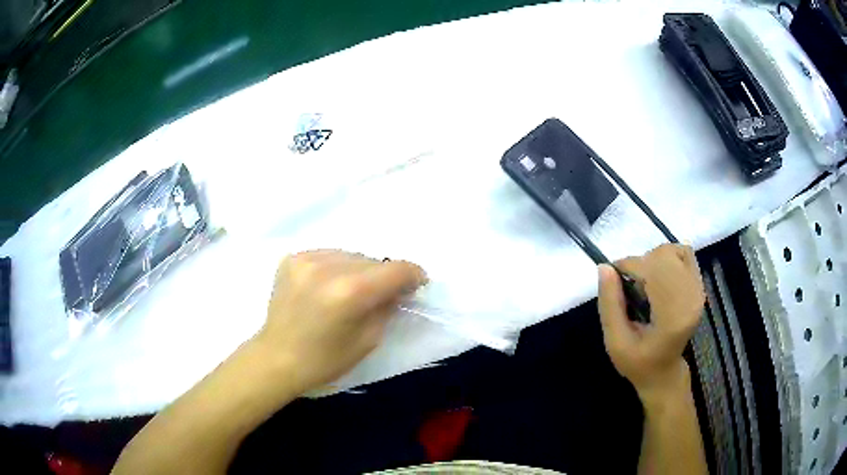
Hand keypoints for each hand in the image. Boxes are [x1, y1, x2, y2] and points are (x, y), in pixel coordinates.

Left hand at [253, 250, 426, 394]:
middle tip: (382, 294)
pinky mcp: (292, 258)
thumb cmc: (325, 360)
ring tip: (351, 290)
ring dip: (359, 270)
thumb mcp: (369, 339)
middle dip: (384, 276)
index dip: (413, 274)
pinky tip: (328, 286)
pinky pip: (328, 255)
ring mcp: (307, 259)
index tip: (416, 284)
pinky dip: (335, 268)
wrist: (277, 358)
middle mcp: (328, 267)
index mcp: (350, 292)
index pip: (396, 269)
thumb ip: (387, 307)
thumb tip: (397, 288)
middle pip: (373, 260)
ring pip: (350, 254)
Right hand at [597, 244, 704, 402]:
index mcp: (672, 318)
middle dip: (642, 262)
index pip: (653, 270)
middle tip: (631, 286)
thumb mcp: (615, 341)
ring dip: (655, 260)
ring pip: (675, 251)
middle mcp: (691, 299)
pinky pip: (685, 255)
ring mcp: (699, 291)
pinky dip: (668, 259)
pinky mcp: (700, 286)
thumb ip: (610, 305)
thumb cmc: (637, 362)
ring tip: (646, 283)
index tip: (614, 278)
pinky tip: (659, 279)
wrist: (664, 372)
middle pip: (665, 255)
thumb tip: (604, 266)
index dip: (629, 266)